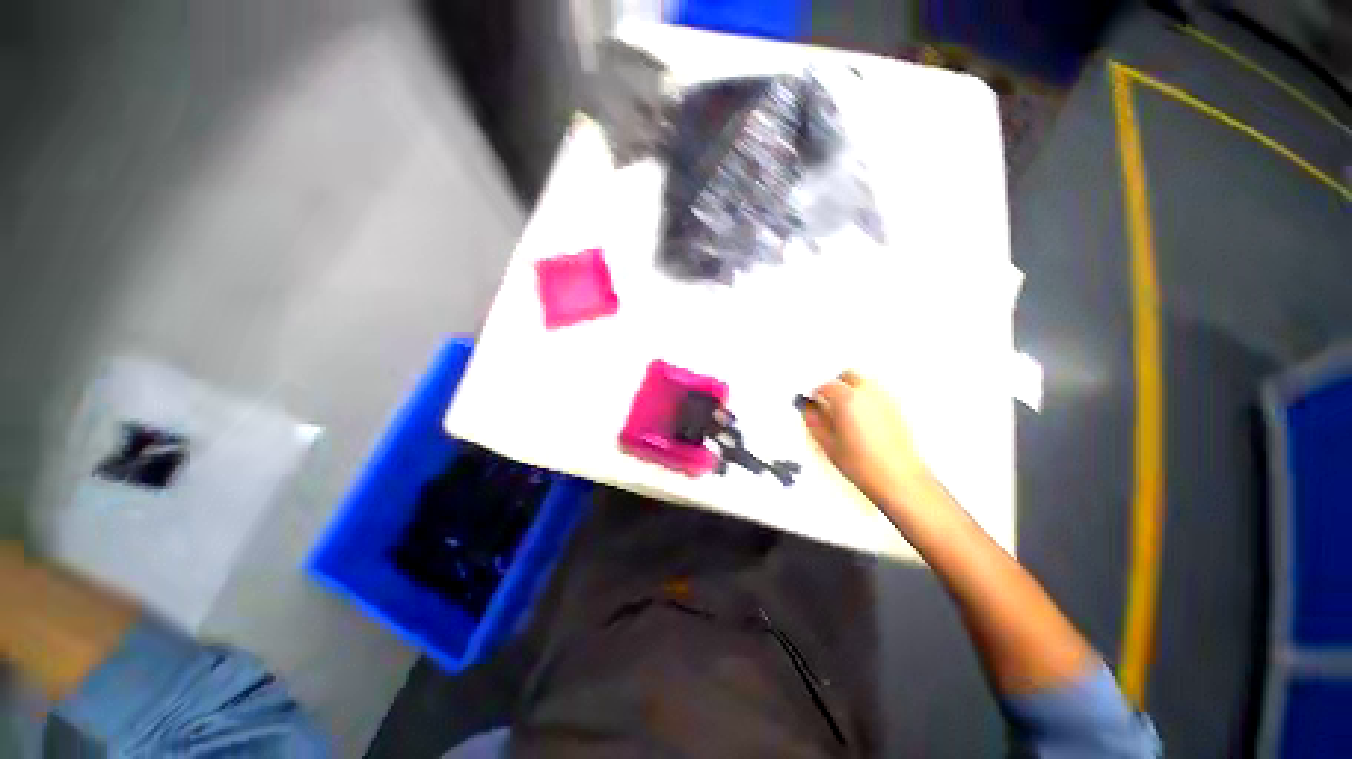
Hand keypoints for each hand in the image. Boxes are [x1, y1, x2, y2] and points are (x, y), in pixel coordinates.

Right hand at [801, 370, 929, 505]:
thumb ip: (814, 420)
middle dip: (836, 384)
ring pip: (864, 383)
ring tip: (843, 413)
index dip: (815, 393)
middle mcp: (868, 393)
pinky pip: (876, 395)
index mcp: (847, 398)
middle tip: (826, 402)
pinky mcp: (896, 410)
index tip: (811, 402)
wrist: (899, 480)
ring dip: (852, 391)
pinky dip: (865, 400)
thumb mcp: (827, 443)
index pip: (825, 385)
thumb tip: (808, 408)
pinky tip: (860, 421)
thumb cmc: (863, 465)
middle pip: (848, 375)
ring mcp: (885, 400)